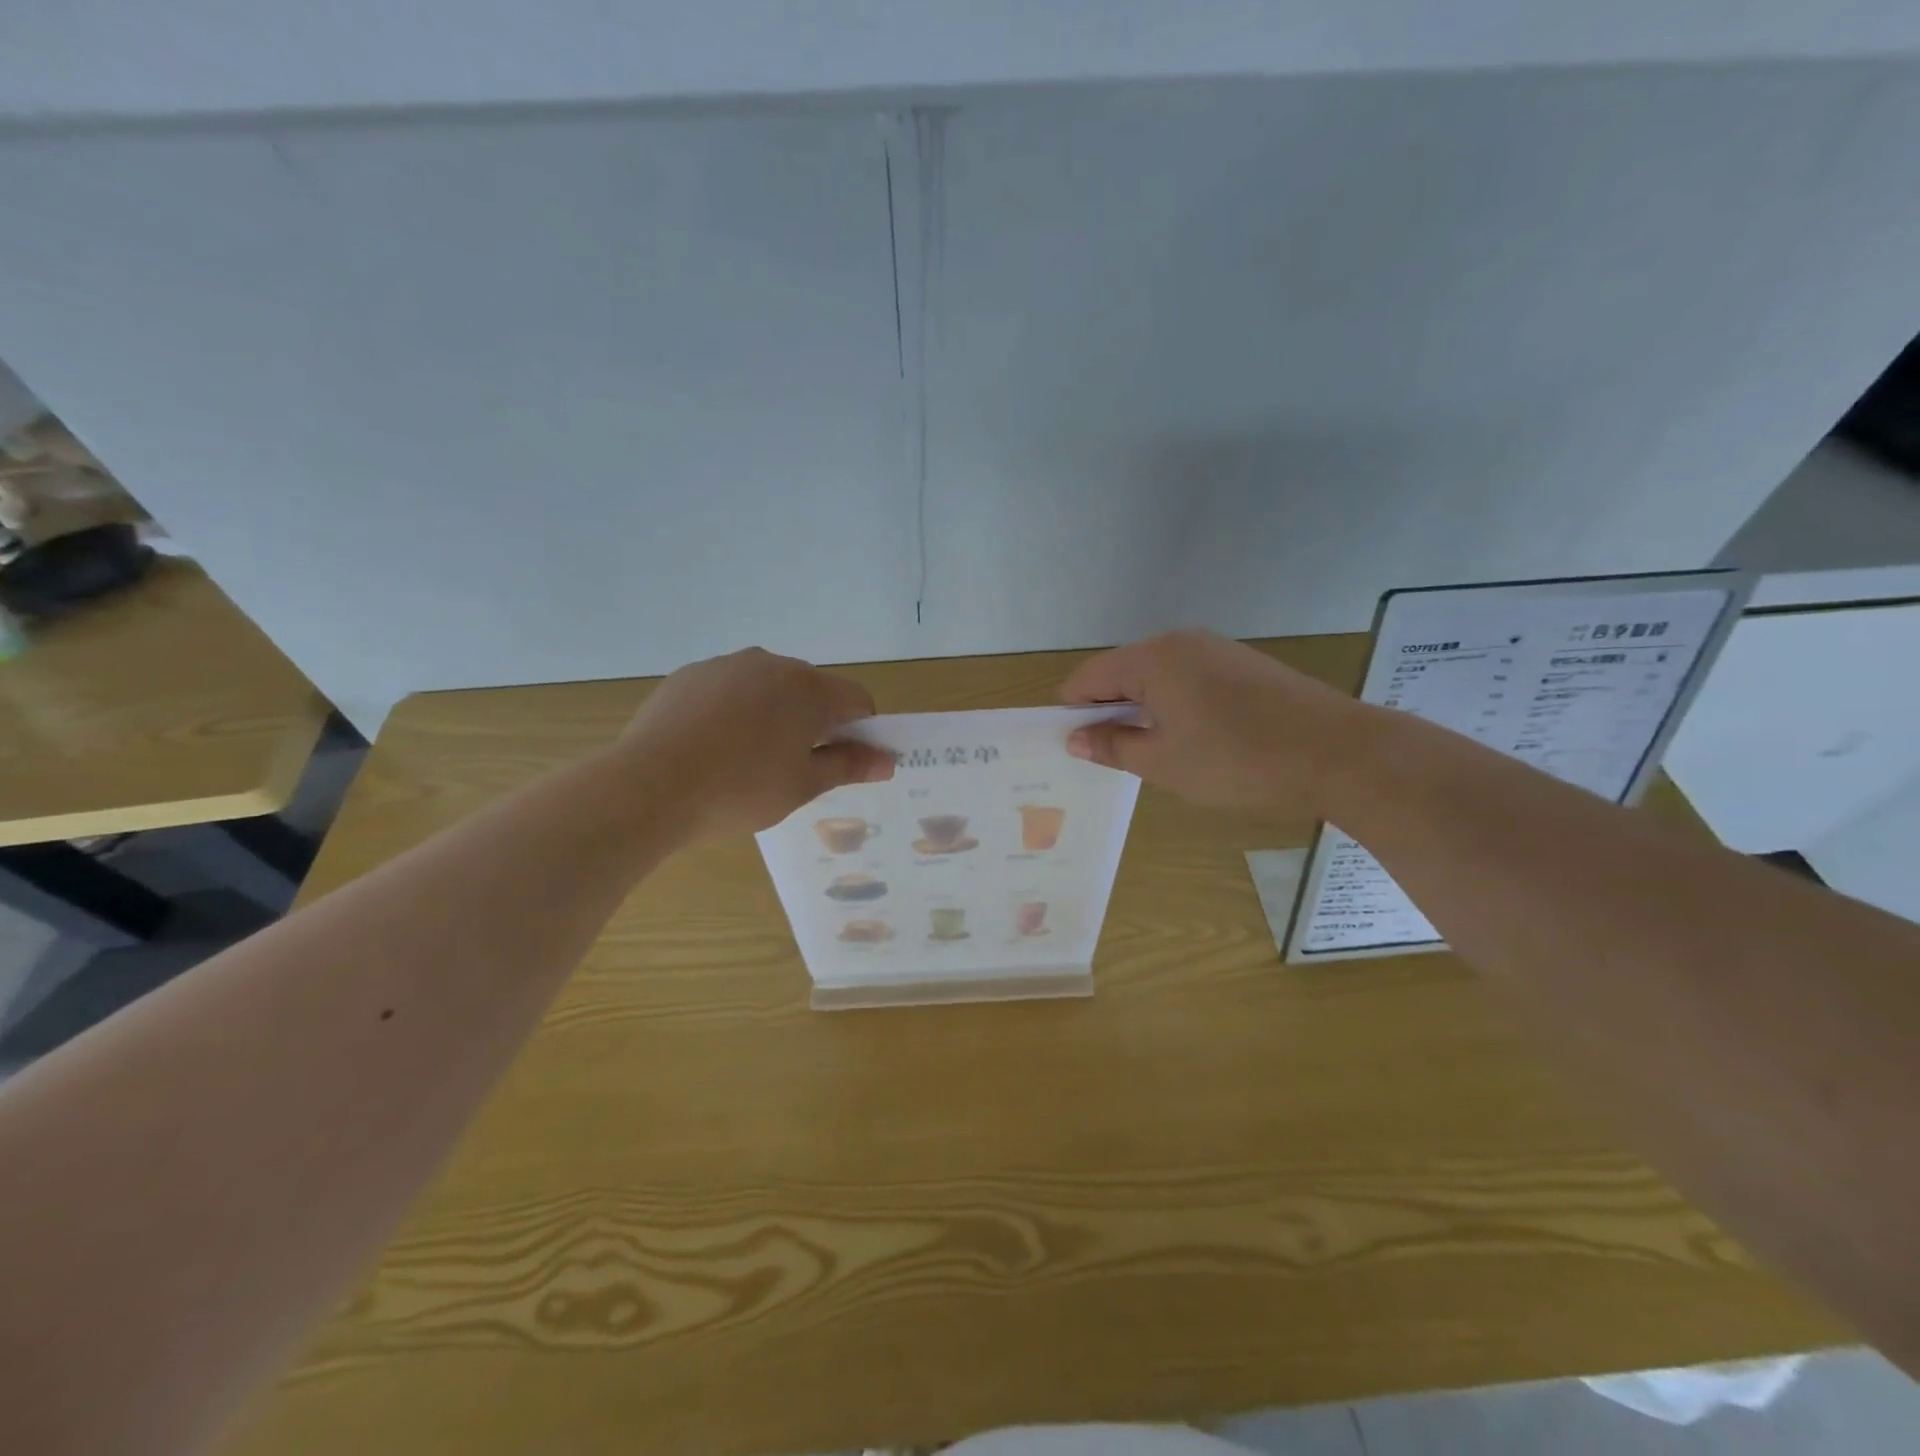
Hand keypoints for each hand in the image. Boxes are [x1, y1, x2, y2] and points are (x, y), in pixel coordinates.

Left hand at [619, 648, 894, 838]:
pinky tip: (712, 746)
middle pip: (812, 689)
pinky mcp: (690, 674)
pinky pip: (729, 688)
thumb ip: (849, 766)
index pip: (857, 700)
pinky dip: (734, 710)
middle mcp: (772, 664)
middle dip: (814, 721)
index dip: (860, 731)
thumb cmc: (740, 790)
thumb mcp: (803, 785)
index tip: (842, 762)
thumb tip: (887, 761)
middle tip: (794, 767)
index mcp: (809, 689)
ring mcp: (726, 665)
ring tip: (746, 759)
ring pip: (768, 687)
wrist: (649, 786)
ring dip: (773, 714)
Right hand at [1061, 629, 1361, 815]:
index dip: (1073, 712)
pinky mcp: (1243, 664)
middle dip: (1109, 711)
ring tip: (1156, 754)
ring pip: (1157, 678)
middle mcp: (1179, 642)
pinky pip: (1189, 680)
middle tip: (1113, 757)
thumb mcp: (1162, 762)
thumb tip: (1075, 738)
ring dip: (1144, 711)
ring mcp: (1215, 650)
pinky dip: (1176, 706)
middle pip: (1121, 673)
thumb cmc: (1236, 759)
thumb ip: (1112, 745)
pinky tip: (1194, 740)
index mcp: (1150, 659)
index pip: (1087, 677)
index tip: (1076, 748)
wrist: (1337, 752)